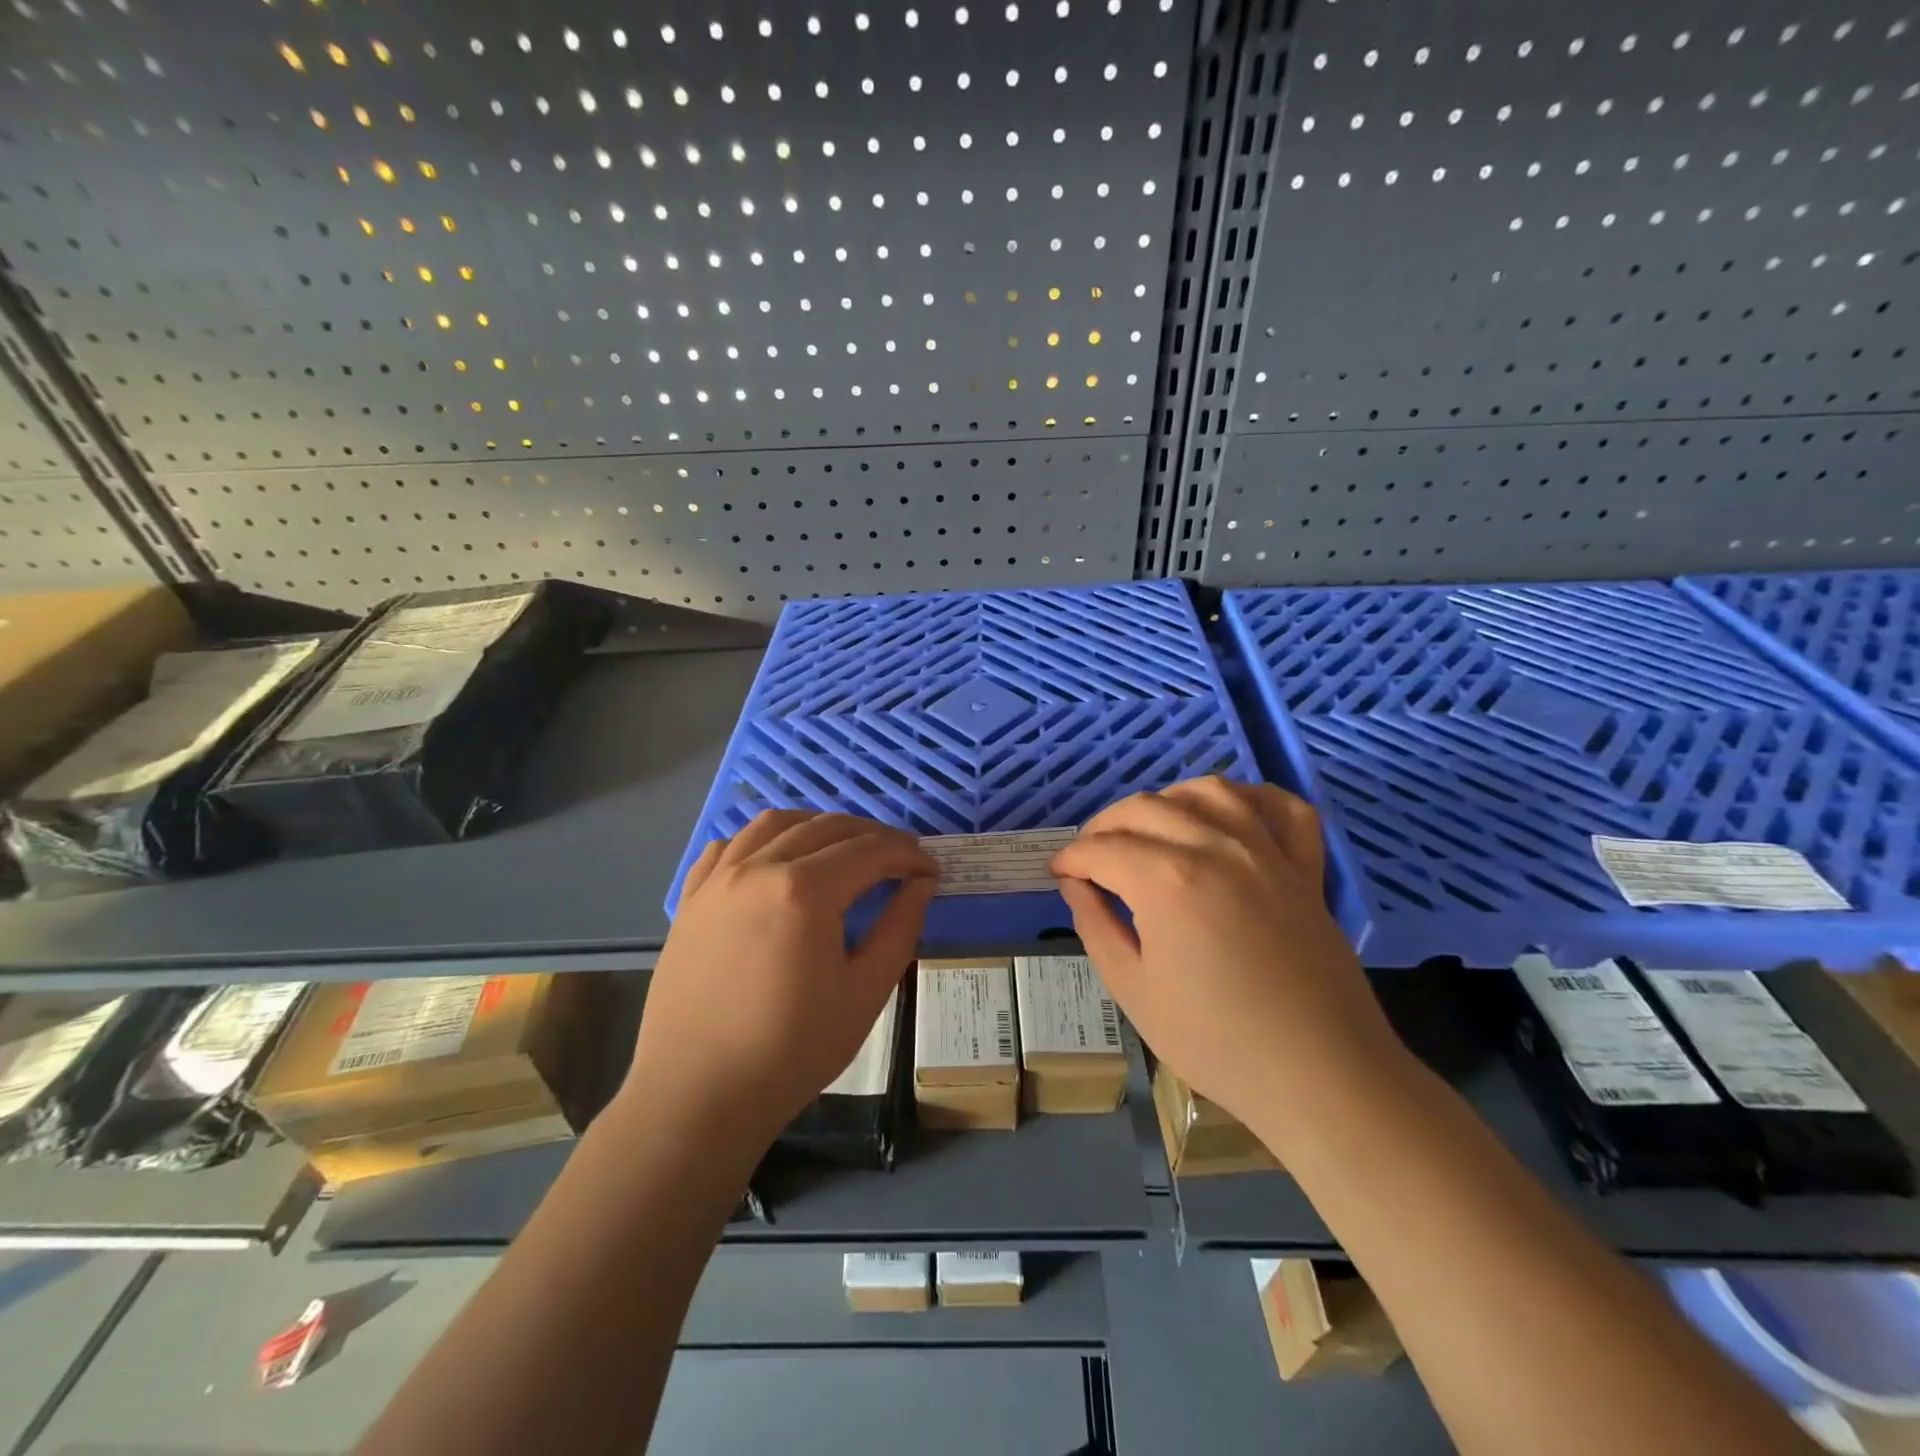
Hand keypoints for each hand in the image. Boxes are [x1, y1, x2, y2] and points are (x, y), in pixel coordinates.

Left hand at [628, 811, 937, 1151]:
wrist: (698, 1096)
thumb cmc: (792, 1050)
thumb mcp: (865, 992)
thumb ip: (900, 928)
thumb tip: (921, 883)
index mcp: (805, 890)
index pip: (870, 851)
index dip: (907, 854)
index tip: (930, 869)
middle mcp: (759, 868)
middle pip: (827, 827)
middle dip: (872, 835)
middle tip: (900, 858)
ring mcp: (718, 879)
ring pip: (775, 823)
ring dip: (818, 826)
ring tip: (844, 848)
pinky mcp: (692, 898)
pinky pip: (730, 846)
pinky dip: (763, 839)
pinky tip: (778, 859)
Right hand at [1050, 777, 1404, 1138]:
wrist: (1321, 1077)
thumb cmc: (1217, 1042)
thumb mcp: (1134, 990)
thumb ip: (1096, 926)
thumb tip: (1075, 884)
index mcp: (1168, 881)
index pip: (1103, 848)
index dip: (1071, 857)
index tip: (1059, 873)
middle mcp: (1216, 847)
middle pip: (1146, 808)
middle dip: (1105, 825)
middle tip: (1090, 857)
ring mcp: (1267, 852)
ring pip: (1209, 791)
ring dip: (1168, 799)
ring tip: (1150, 827)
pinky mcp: (1305, 868)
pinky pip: (1283, 808)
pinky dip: (1252, 797)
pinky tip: (1230, 812)